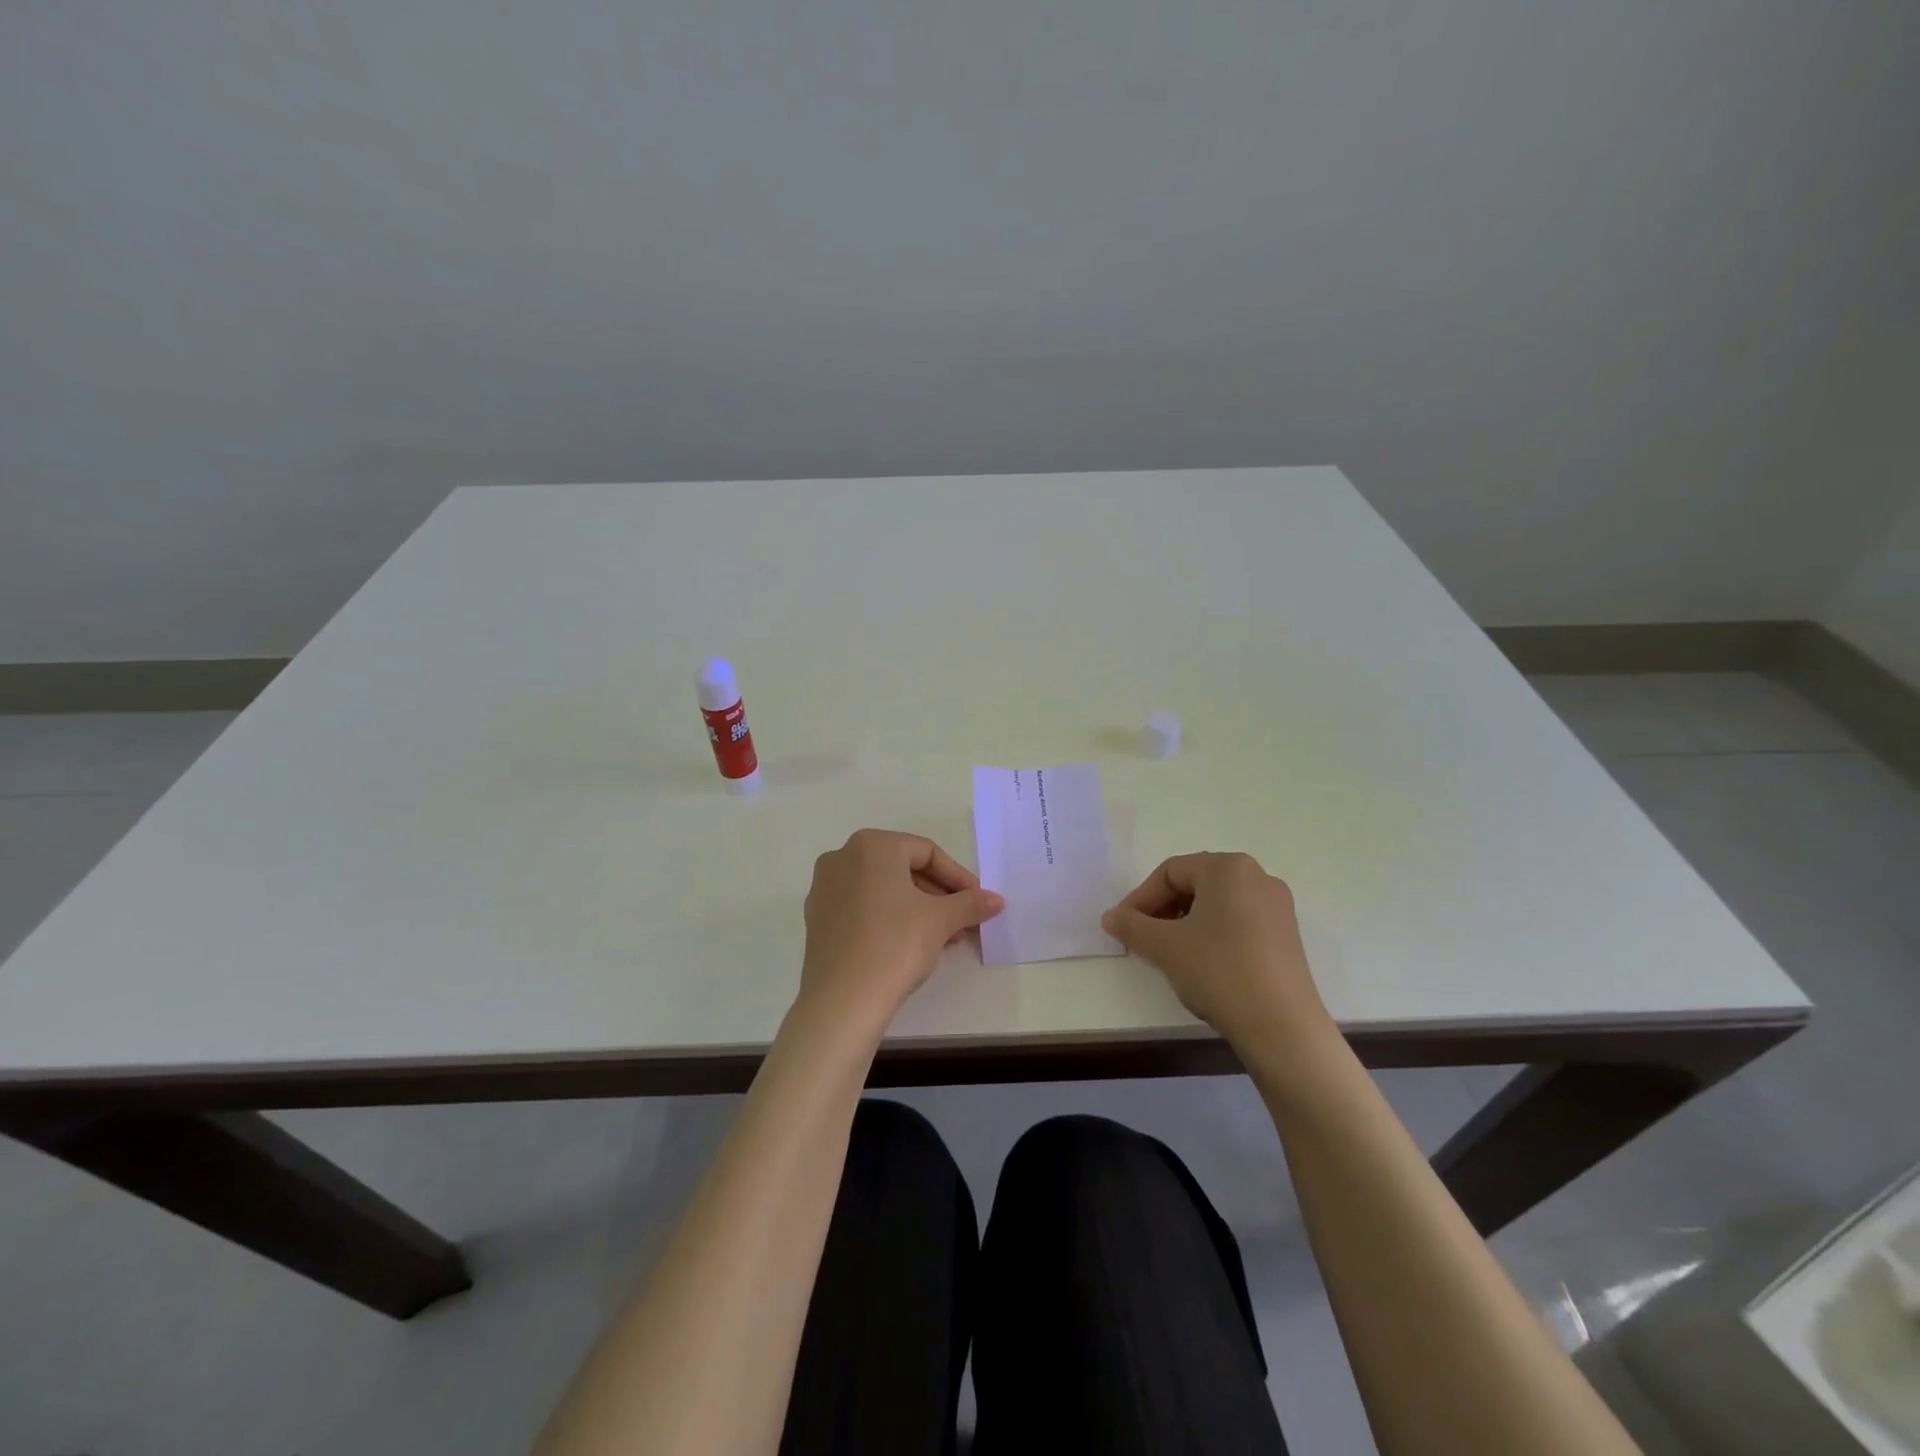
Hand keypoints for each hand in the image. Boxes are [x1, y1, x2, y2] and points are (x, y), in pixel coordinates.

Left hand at [799, 829, 1003, 1027]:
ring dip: (917, 908)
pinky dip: (889, 918)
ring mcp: (825, 888)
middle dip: (938, 895)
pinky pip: (863, 907)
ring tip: (945, 937)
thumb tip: (997, 900)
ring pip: (883, 889)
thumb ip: (971, 903)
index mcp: (871, 845)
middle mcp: (842, 857)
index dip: (958, 877)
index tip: (978, 901)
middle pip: (903, 869)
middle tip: (964, 920)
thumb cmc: (895, 945)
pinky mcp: (817, 919)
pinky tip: (911, 945)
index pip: (927, 852)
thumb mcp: (941, 920)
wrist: (842, 1001)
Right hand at [1102, 852, 1333, 1054]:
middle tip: (1142, 938)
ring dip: (1185, 923)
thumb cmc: (1219, 971)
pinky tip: (1202, 965)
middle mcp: (1257, 877)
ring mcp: (1277, 907)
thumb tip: (1110, 917)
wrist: (1282, 1027)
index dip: (1140, 898)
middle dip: (1163, 909)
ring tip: (1169, 953)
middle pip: (1195, 884)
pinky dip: (1212, 935)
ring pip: (1217, 905)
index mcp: (1229, 868)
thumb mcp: (1164, 947)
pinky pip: (1239, 922)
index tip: (1123, 927)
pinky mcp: (1286, 936)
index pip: (1170, 872)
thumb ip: (1131, 926)